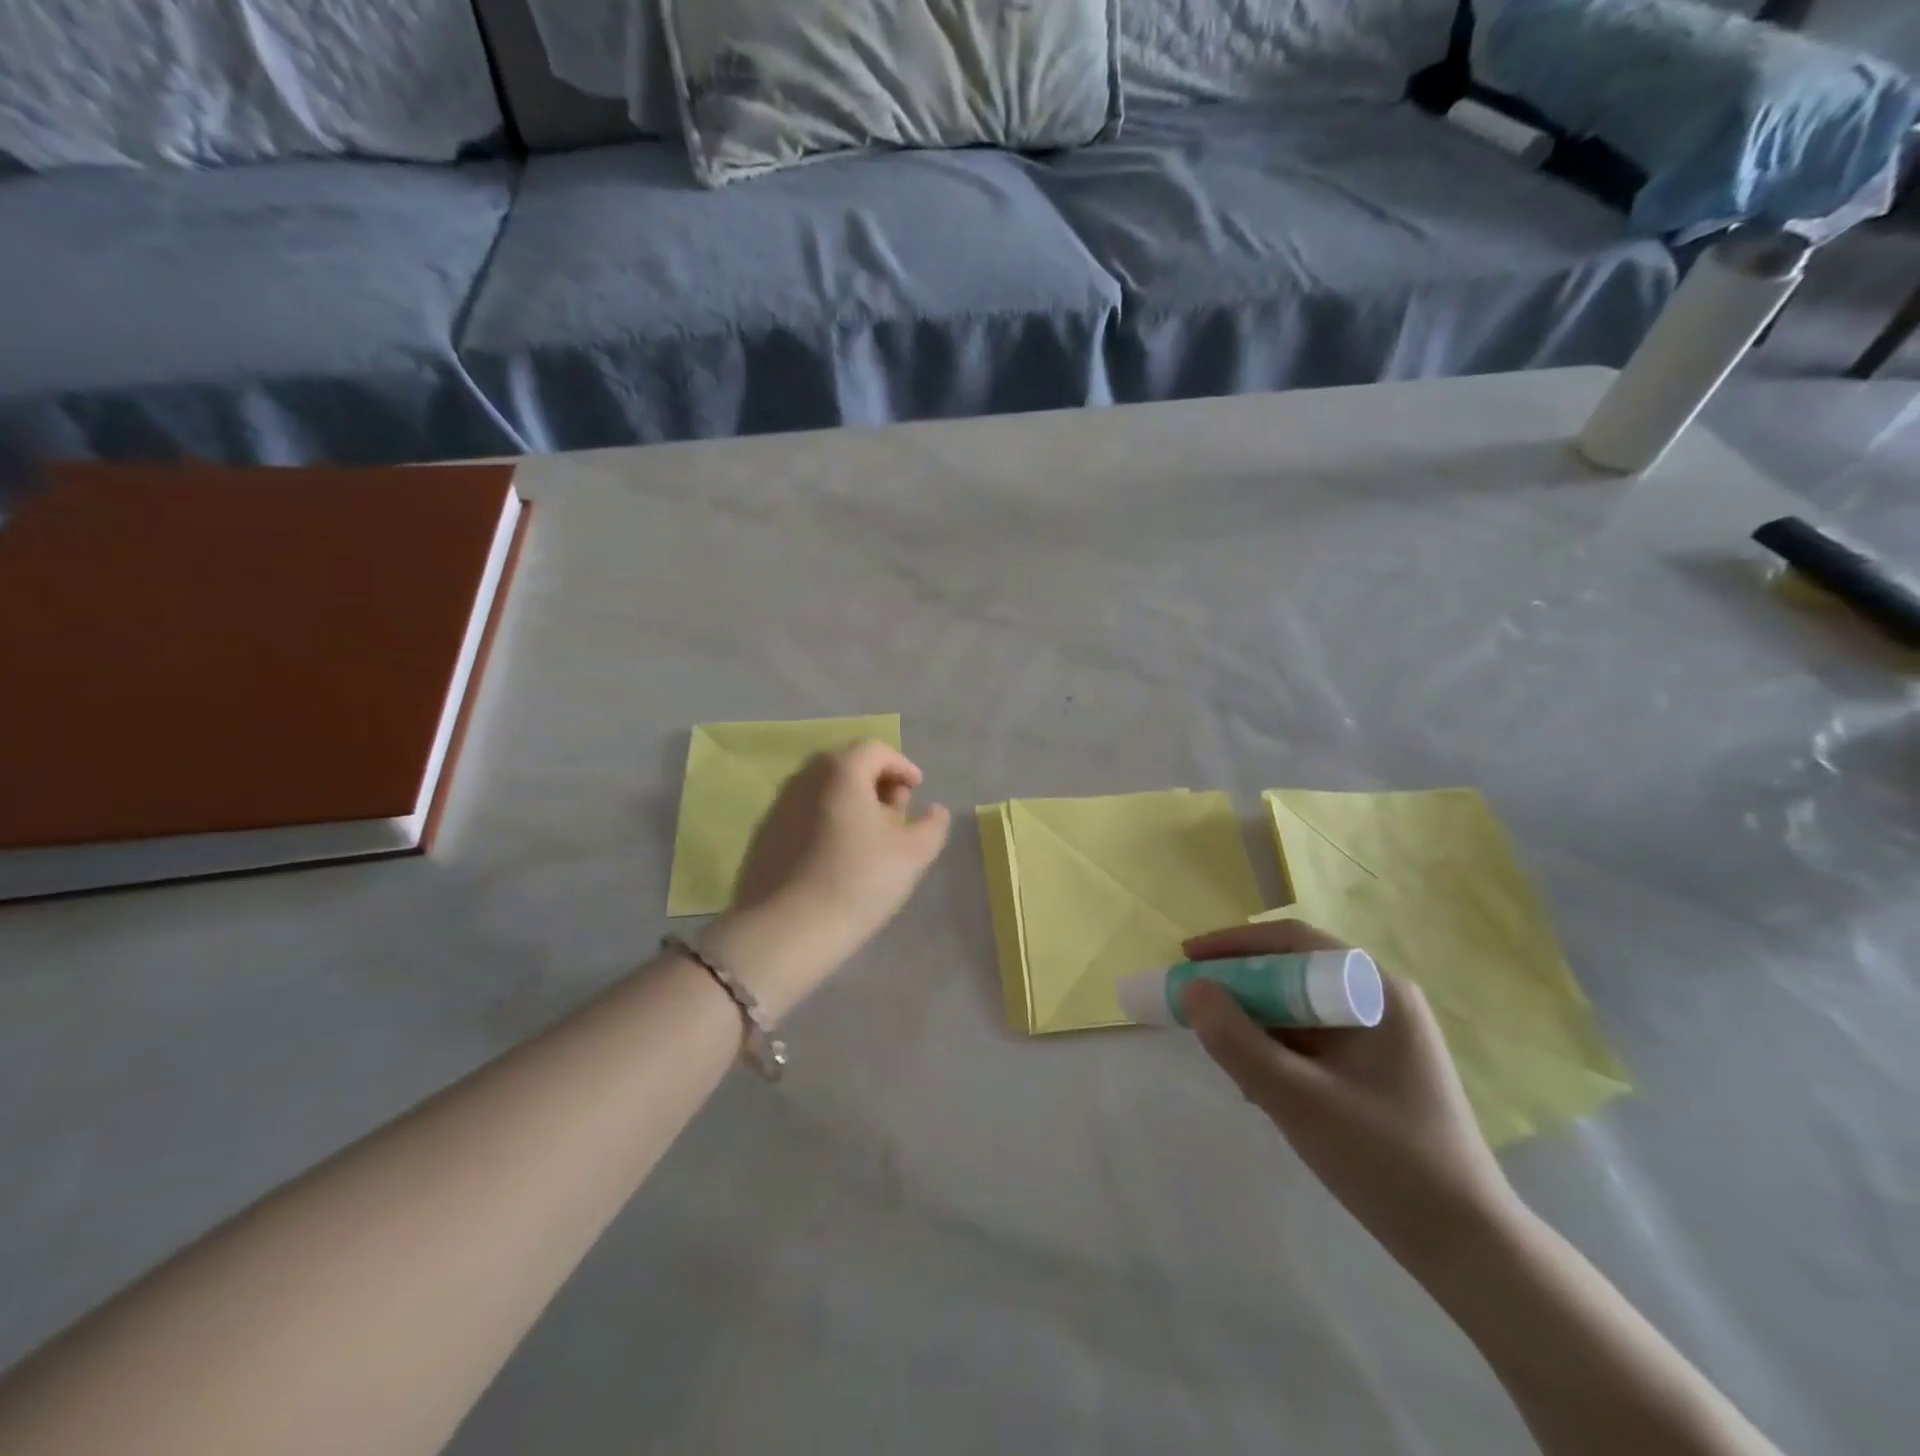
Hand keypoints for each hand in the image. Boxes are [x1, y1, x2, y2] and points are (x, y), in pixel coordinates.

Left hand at [706, 741, 949, 1013]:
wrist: (784, 931)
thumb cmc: (856, 882)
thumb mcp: (912, 855)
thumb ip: (931, 826)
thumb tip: (935, 811)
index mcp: (841, 771)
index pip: (876, 750)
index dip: (902, 766)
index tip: (918, 790)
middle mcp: (805, 778)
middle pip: (847, 766)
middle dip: (877, 783)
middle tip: (897, 814)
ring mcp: (779, 806)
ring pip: (824, 791)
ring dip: (851, 804)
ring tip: (870, 839)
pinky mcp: (764, 836)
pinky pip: (804, 815)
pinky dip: (827, 822)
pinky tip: (838, 857)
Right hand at [1180, 920, 1518, 1268]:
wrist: (1467, 1249)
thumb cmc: (1385, 1162)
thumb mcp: (1297, 1099)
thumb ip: (1237, 1040)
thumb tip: (1192, 988)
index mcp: (1376, 991)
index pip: (1293, 943)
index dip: (1234, 944)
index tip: (1187, 957)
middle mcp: (1383, 1001)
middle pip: (1295, 972)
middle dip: (1240, 985)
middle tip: (1194, 1002)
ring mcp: (1384, 1037)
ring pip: (1302, 1008)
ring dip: (1256, 1020)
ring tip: (1220, 1048)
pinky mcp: (1379, 1070)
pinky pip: (1315, 1040)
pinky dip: (1279, 1049)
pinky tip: (1259, 1083)